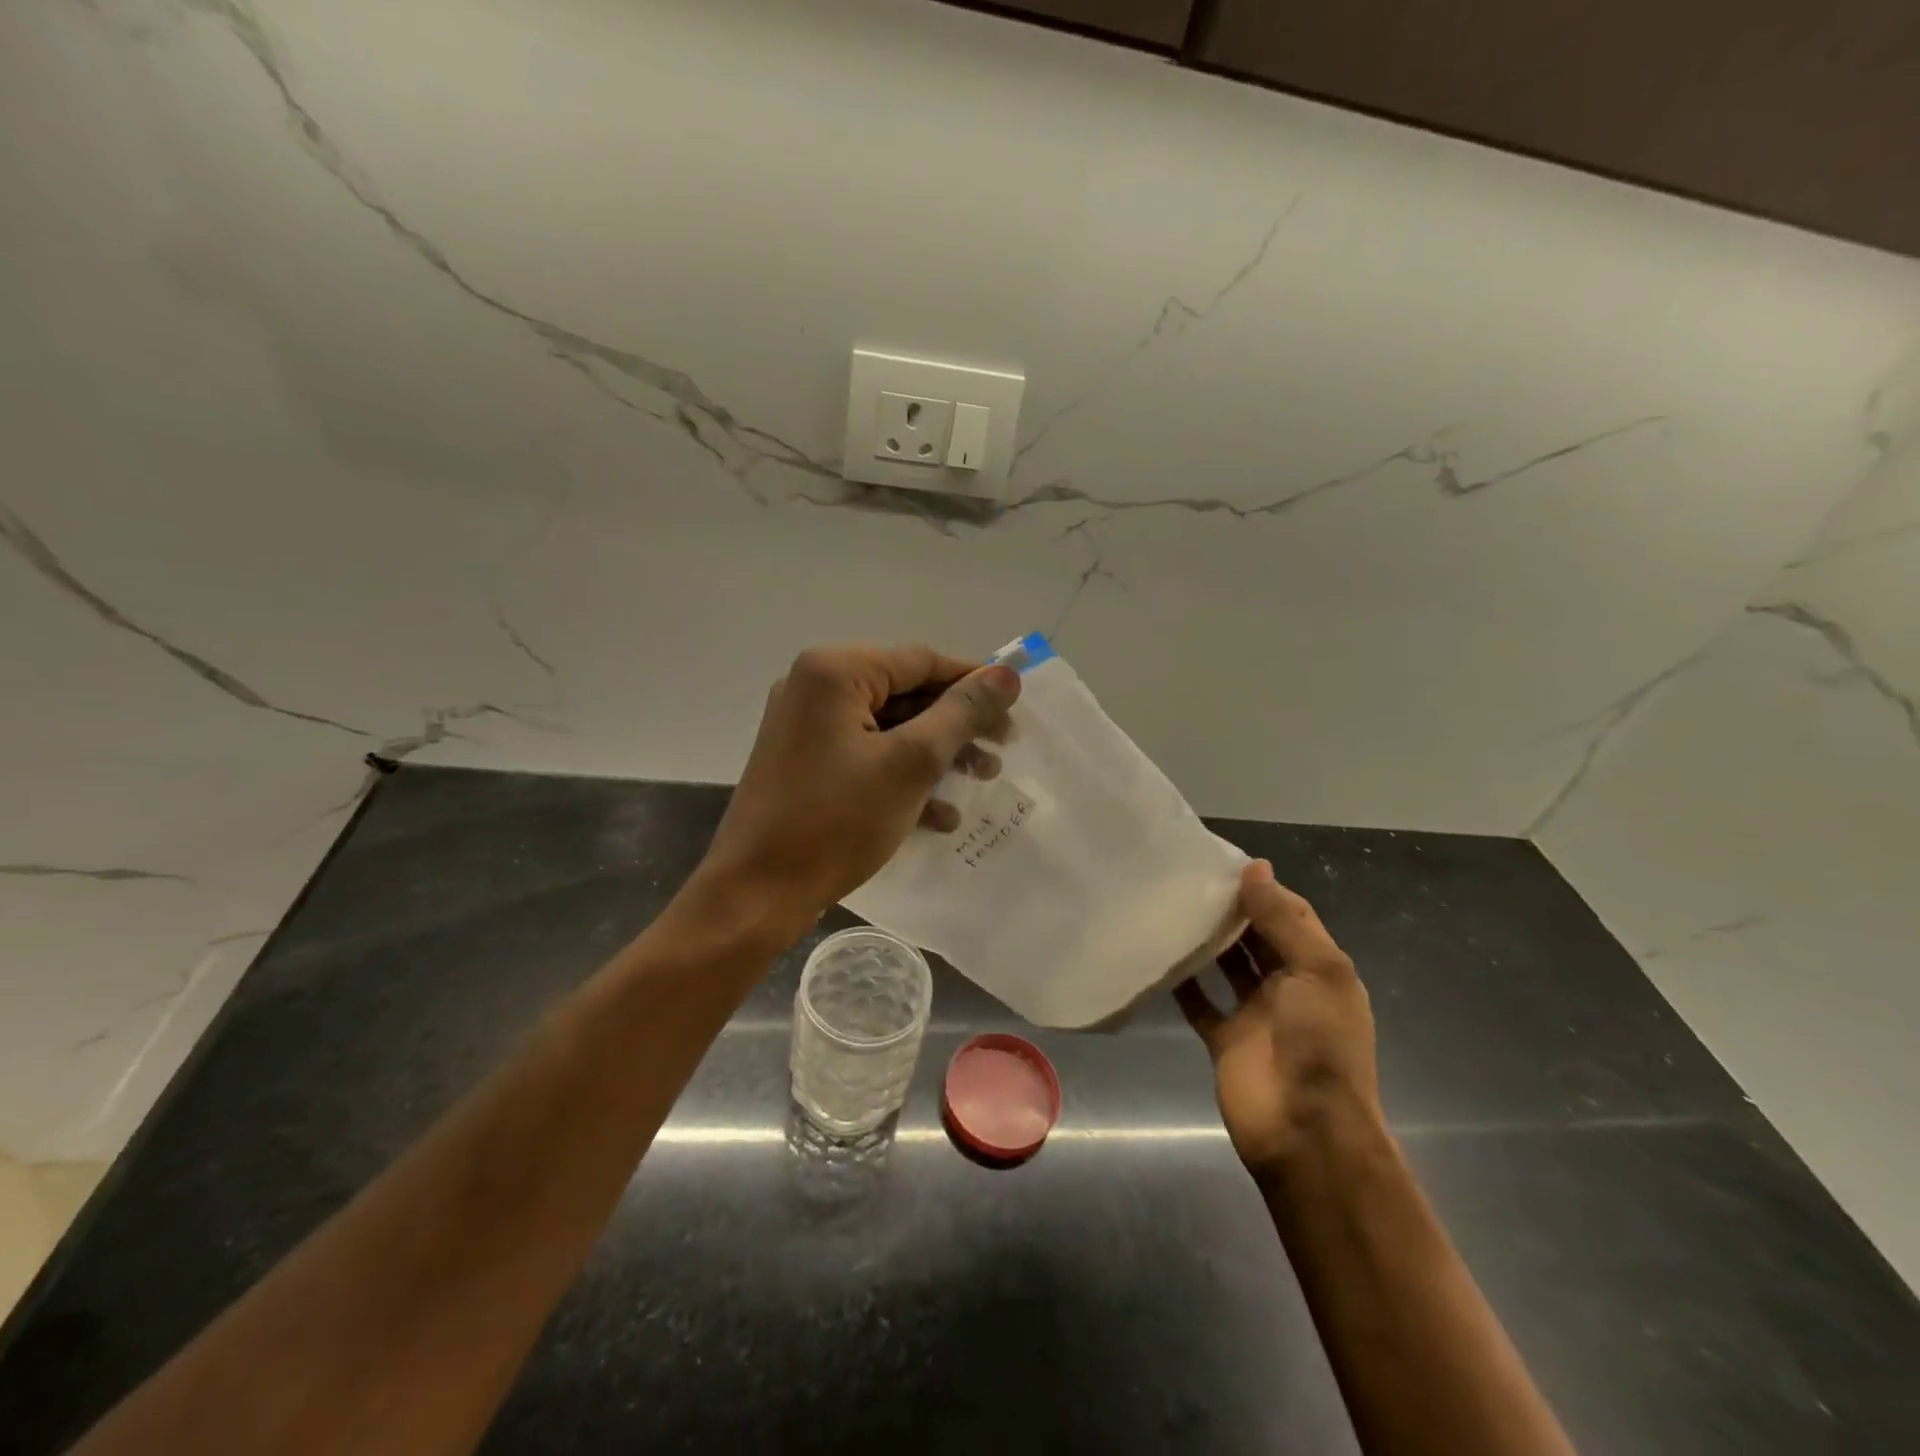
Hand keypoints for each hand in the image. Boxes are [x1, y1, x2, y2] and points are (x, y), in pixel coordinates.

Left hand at [698, 644, 1019, 930]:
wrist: (756, 895)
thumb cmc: (836, 821)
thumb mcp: (911, 763)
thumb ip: (962, 713)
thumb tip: (1007, 673)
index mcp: (833, 672)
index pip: (921, 660)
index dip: (974, 681)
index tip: (1016, 708)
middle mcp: (814, 688)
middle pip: (905, 693)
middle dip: (957, 725)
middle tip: (1003, 749)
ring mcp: (806, 728)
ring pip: (889, 729)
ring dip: (937, 754)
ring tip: (983, 779)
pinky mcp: (806, 764)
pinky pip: (866, 756)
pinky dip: (904, 777)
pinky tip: (941, 815)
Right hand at [1176, 860, 1382, 1178]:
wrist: (1305, 1132)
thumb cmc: (1320, 1045)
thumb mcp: (1317, 972)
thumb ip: (1283, 921)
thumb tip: (1256, 867)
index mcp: (1319, 969)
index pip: (1291, 916)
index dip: (1263, 889)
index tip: (1223, 862)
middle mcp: (1288, 986)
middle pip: (1256, 938)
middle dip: (1231, 910)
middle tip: (1187, 878)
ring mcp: (1255, 1014)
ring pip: (1226, 965)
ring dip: (1207, 941)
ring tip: (1171, 907)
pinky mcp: (1224, 1039)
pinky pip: (1199, 1002)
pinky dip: (1183, 982)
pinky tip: (1159, 954)